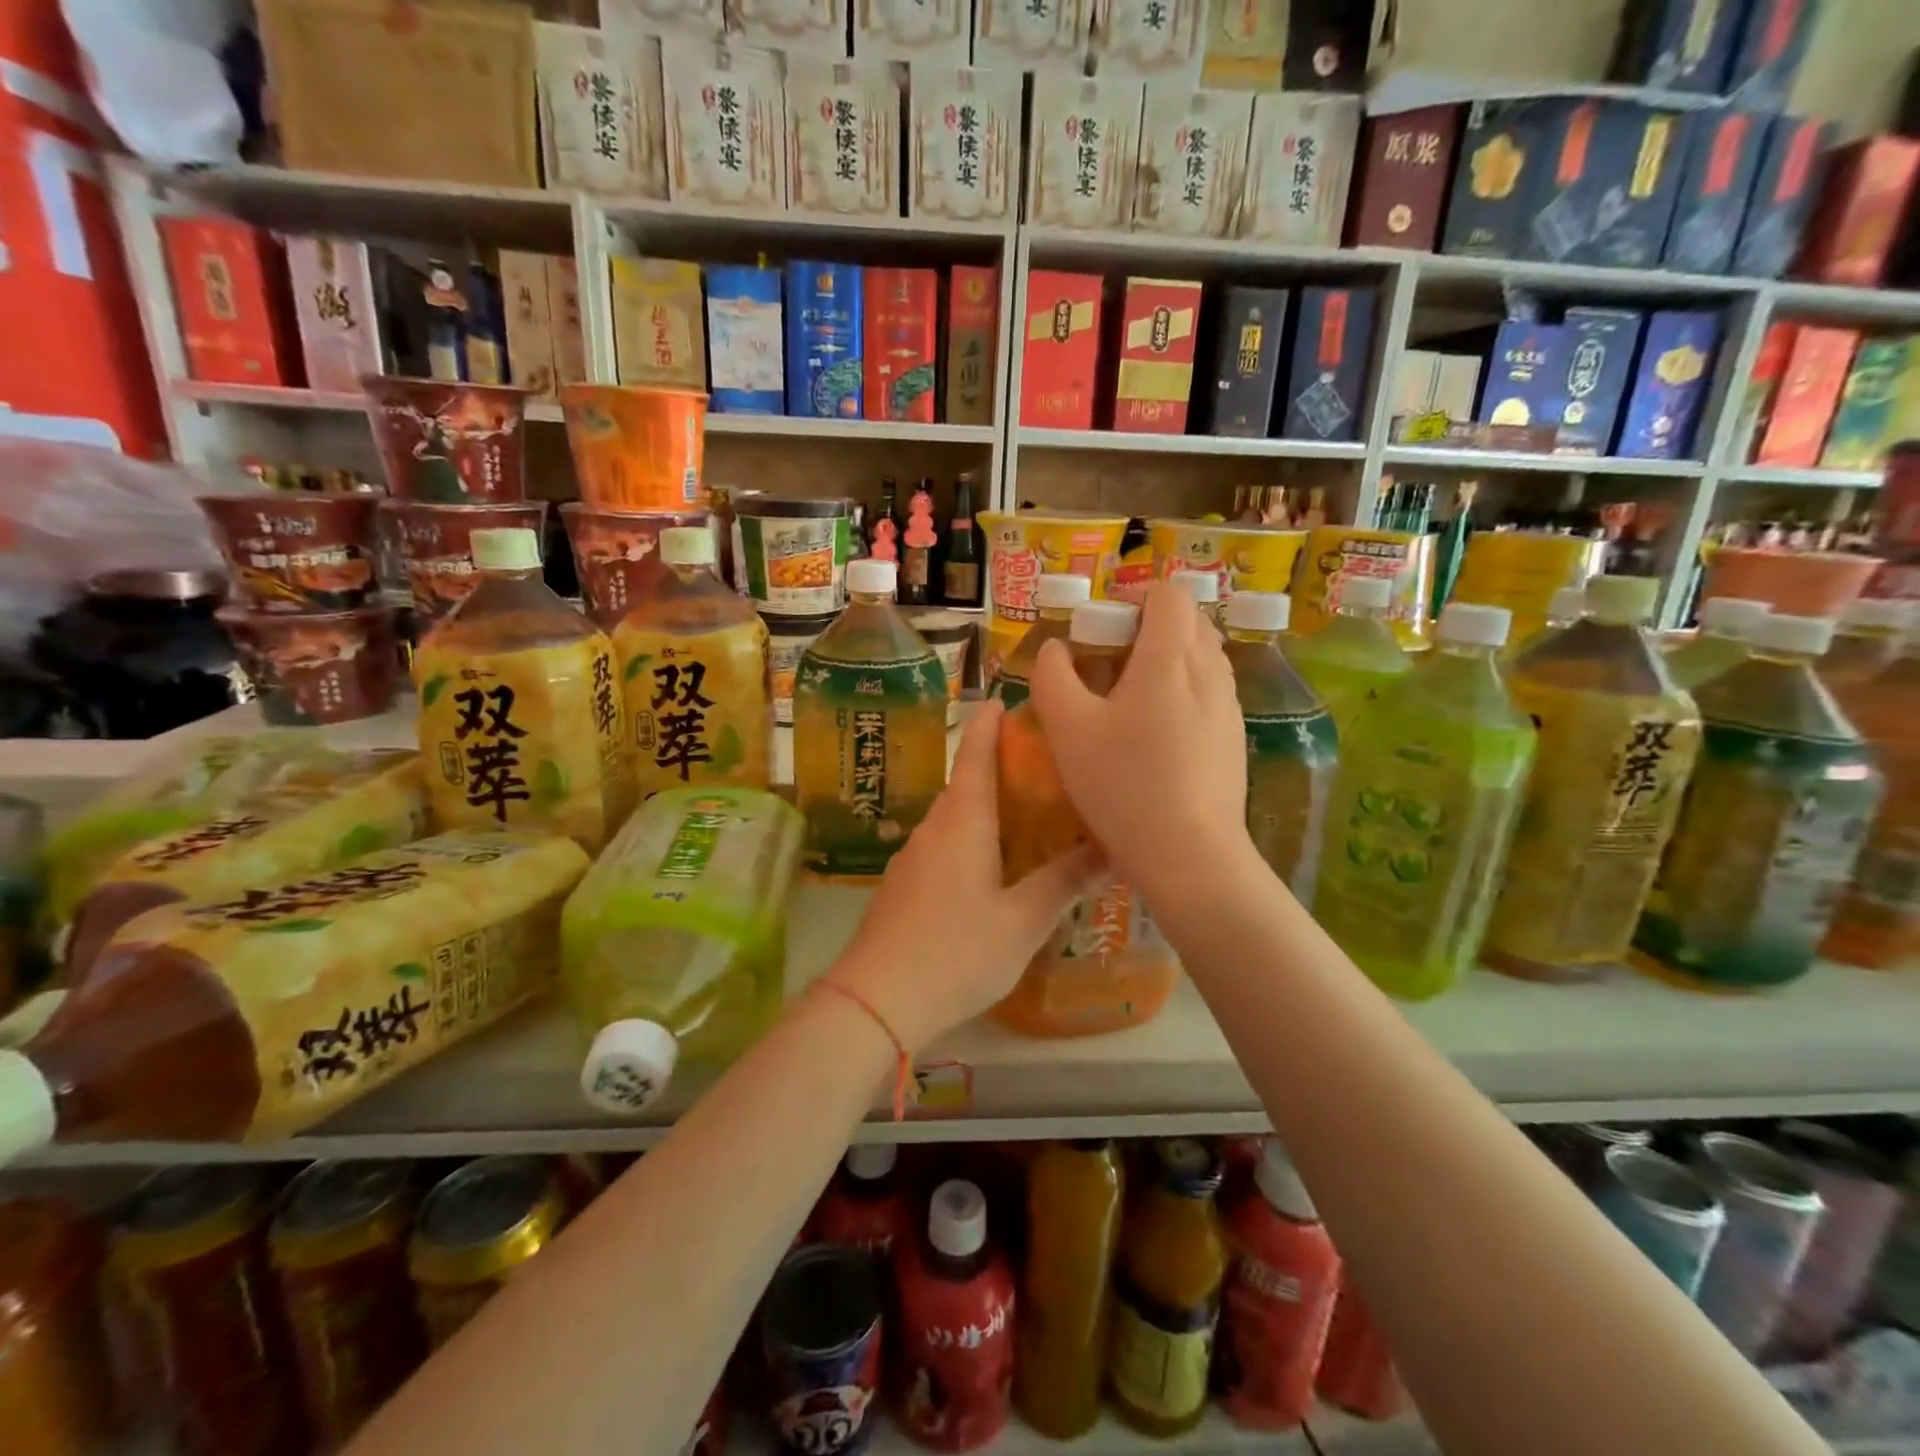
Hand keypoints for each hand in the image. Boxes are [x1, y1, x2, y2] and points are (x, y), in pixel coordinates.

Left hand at [825, 700, 1105, 1053]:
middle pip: (966, 782)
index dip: (990, 722)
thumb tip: (1115, 848)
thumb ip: (1066, 882)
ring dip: (986, 806)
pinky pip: (944, 845)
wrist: (876, 1000)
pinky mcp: (904, 885)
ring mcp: (913, 857)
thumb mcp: (1023, 921)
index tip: (1008, 698)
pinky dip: (972, 839)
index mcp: (962, 820)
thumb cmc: (956, 952)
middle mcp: (934, 827)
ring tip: (1029, 815)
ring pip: (955, 817)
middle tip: (1045, 767)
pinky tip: (994, 867)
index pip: (975, 752)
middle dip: (999, 766)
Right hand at [1028, 581, 1250, 899]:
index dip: (1133, 597)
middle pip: (1187, 620)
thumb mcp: (1068, 729)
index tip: (1102, 629)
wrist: (1191, 855)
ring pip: (1200, 656)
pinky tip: (1155, 737)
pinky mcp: (1234, 736)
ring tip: (1128, 702)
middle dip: (1146, 627)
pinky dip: (1182, 692)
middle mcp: (1209, 669)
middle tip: (1108, 664)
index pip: (1168, 592)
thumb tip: (1055, 648)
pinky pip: (1208, 691)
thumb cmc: (1123, 785)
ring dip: (1165, 660)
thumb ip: (1052, 676)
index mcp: (1170, 656)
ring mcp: (1228, 704)